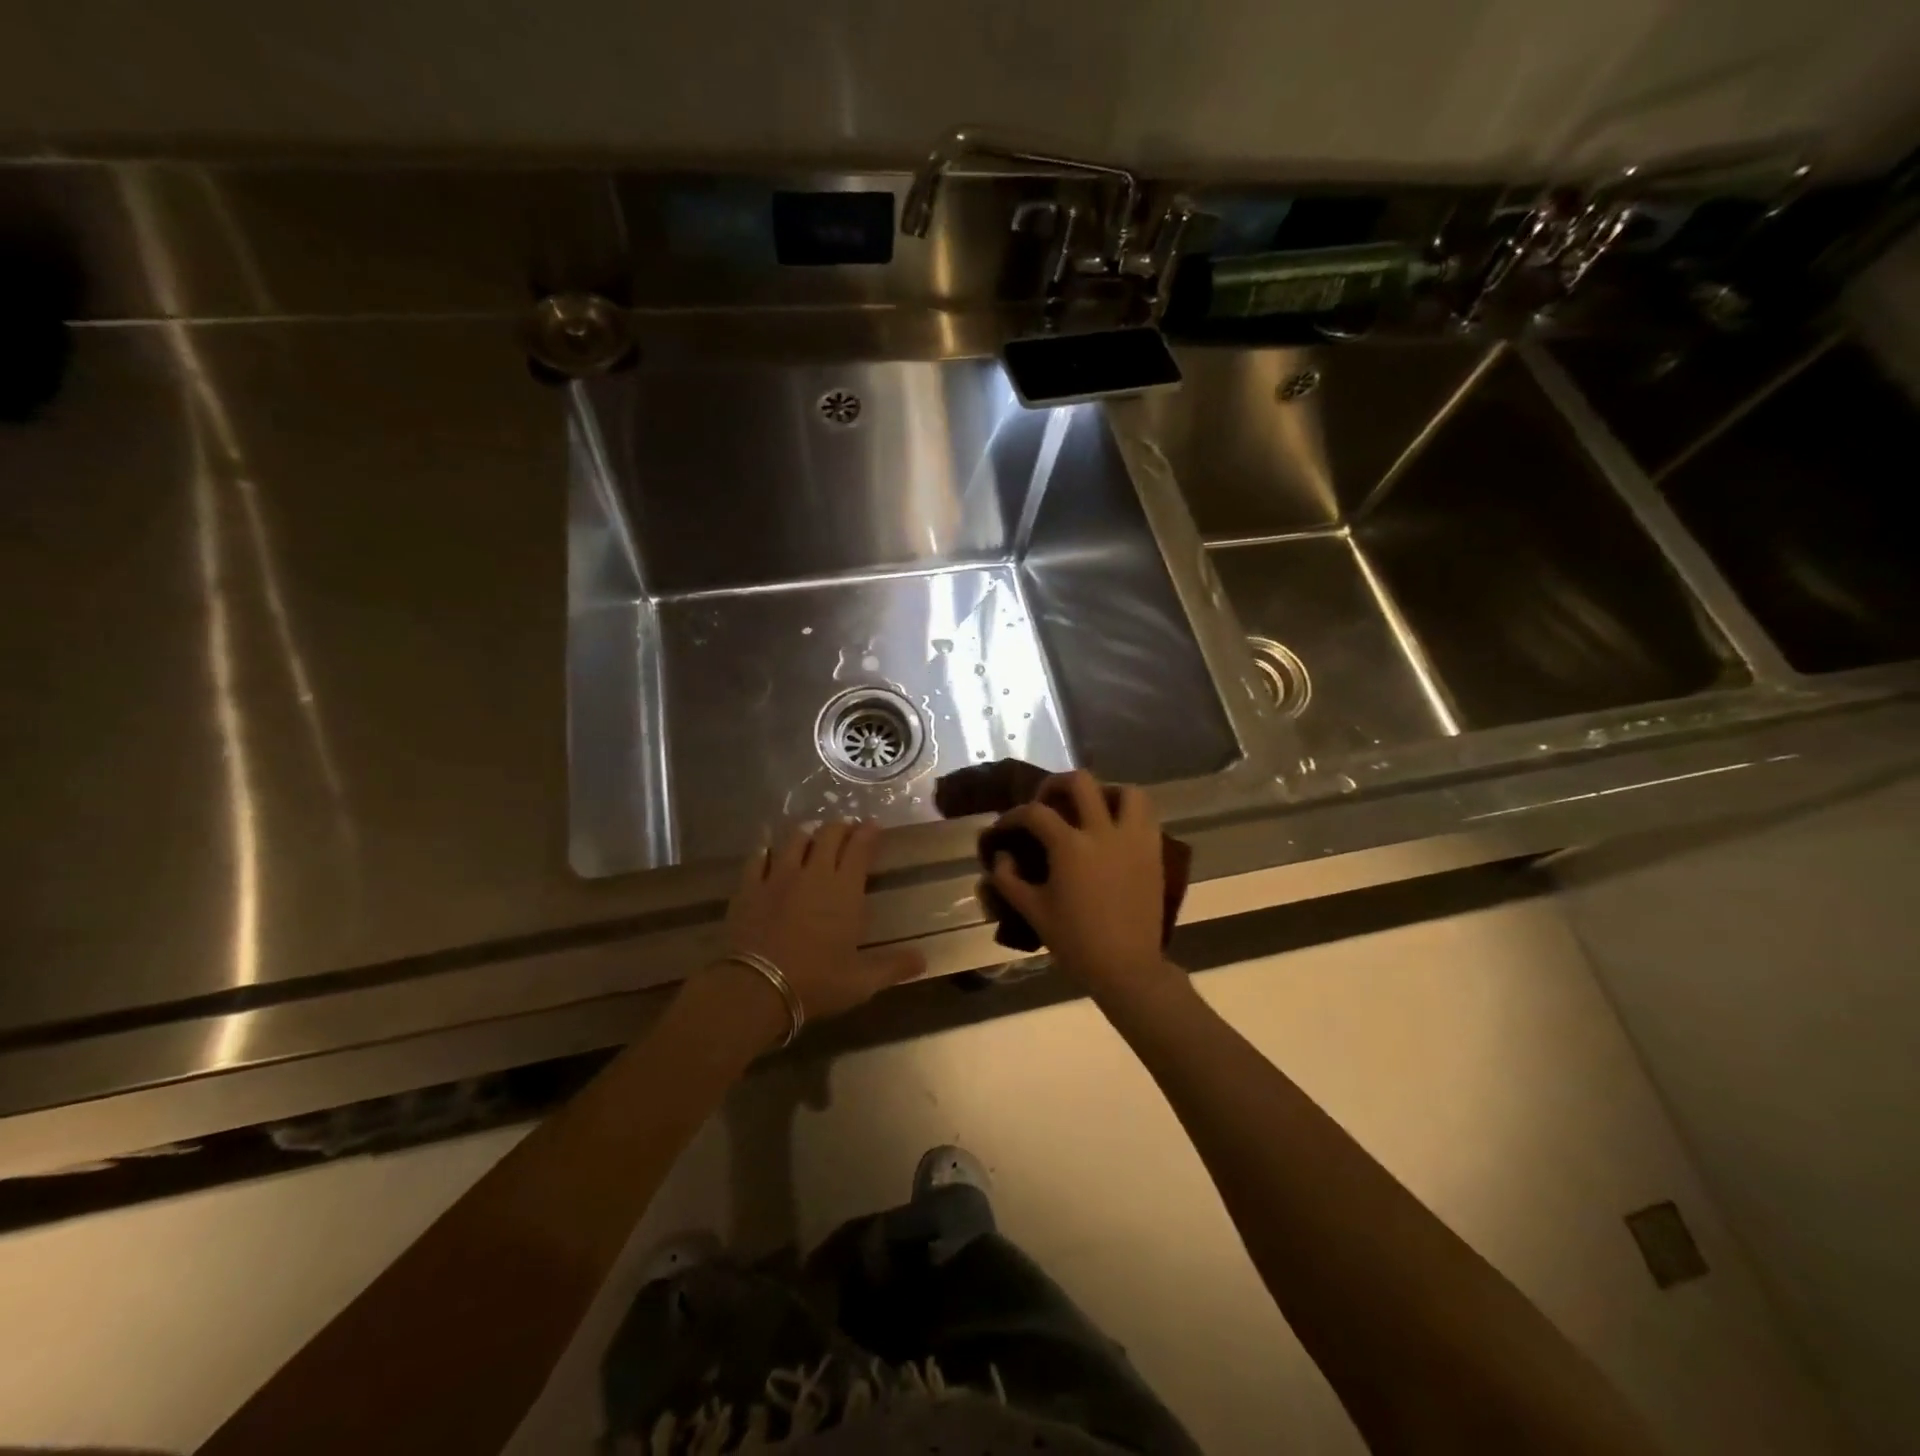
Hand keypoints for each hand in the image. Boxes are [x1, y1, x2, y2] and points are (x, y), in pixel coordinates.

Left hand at [708, 820, 924, 1033]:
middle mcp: (814, 874)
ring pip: (794, 840)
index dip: (869, 833)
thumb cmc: (816, 982)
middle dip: (840, 828)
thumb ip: (893, 967)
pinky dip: (766, 850)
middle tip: (846, 829)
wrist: (757, 988)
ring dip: (806, 834)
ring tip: (811, 835)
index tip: (873, 825)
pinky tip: (768, 849)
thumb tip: (924, 960)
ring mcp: (778, 877)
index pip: (860, 848)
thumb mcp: (862, 982)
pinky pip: (758, 858)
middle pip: (828, 835)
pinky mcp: (749, 887)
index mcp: (845, 890)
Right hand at [984, 771, 1174, 993]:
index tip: (1003, 827)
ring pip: (1127, 792)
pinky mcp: (1154, 852)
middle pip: (1081, 782)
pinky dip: (1129, 813)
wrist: (1127, 967)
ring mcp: (1134, 840)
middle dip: (1056, 784)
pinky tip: (1114, 830)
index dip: (1013, 815)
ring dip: (1105, 792)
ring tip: (1090, 808)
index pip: (1035, 813)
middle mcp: (1103, 832)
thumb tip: (1001, 856)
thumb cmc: (1076, 942)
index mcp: (1070, 846)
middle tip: (1046, 800)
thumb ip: (1008, 880)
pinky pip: (1146, 816)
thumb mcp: (1033, 911)